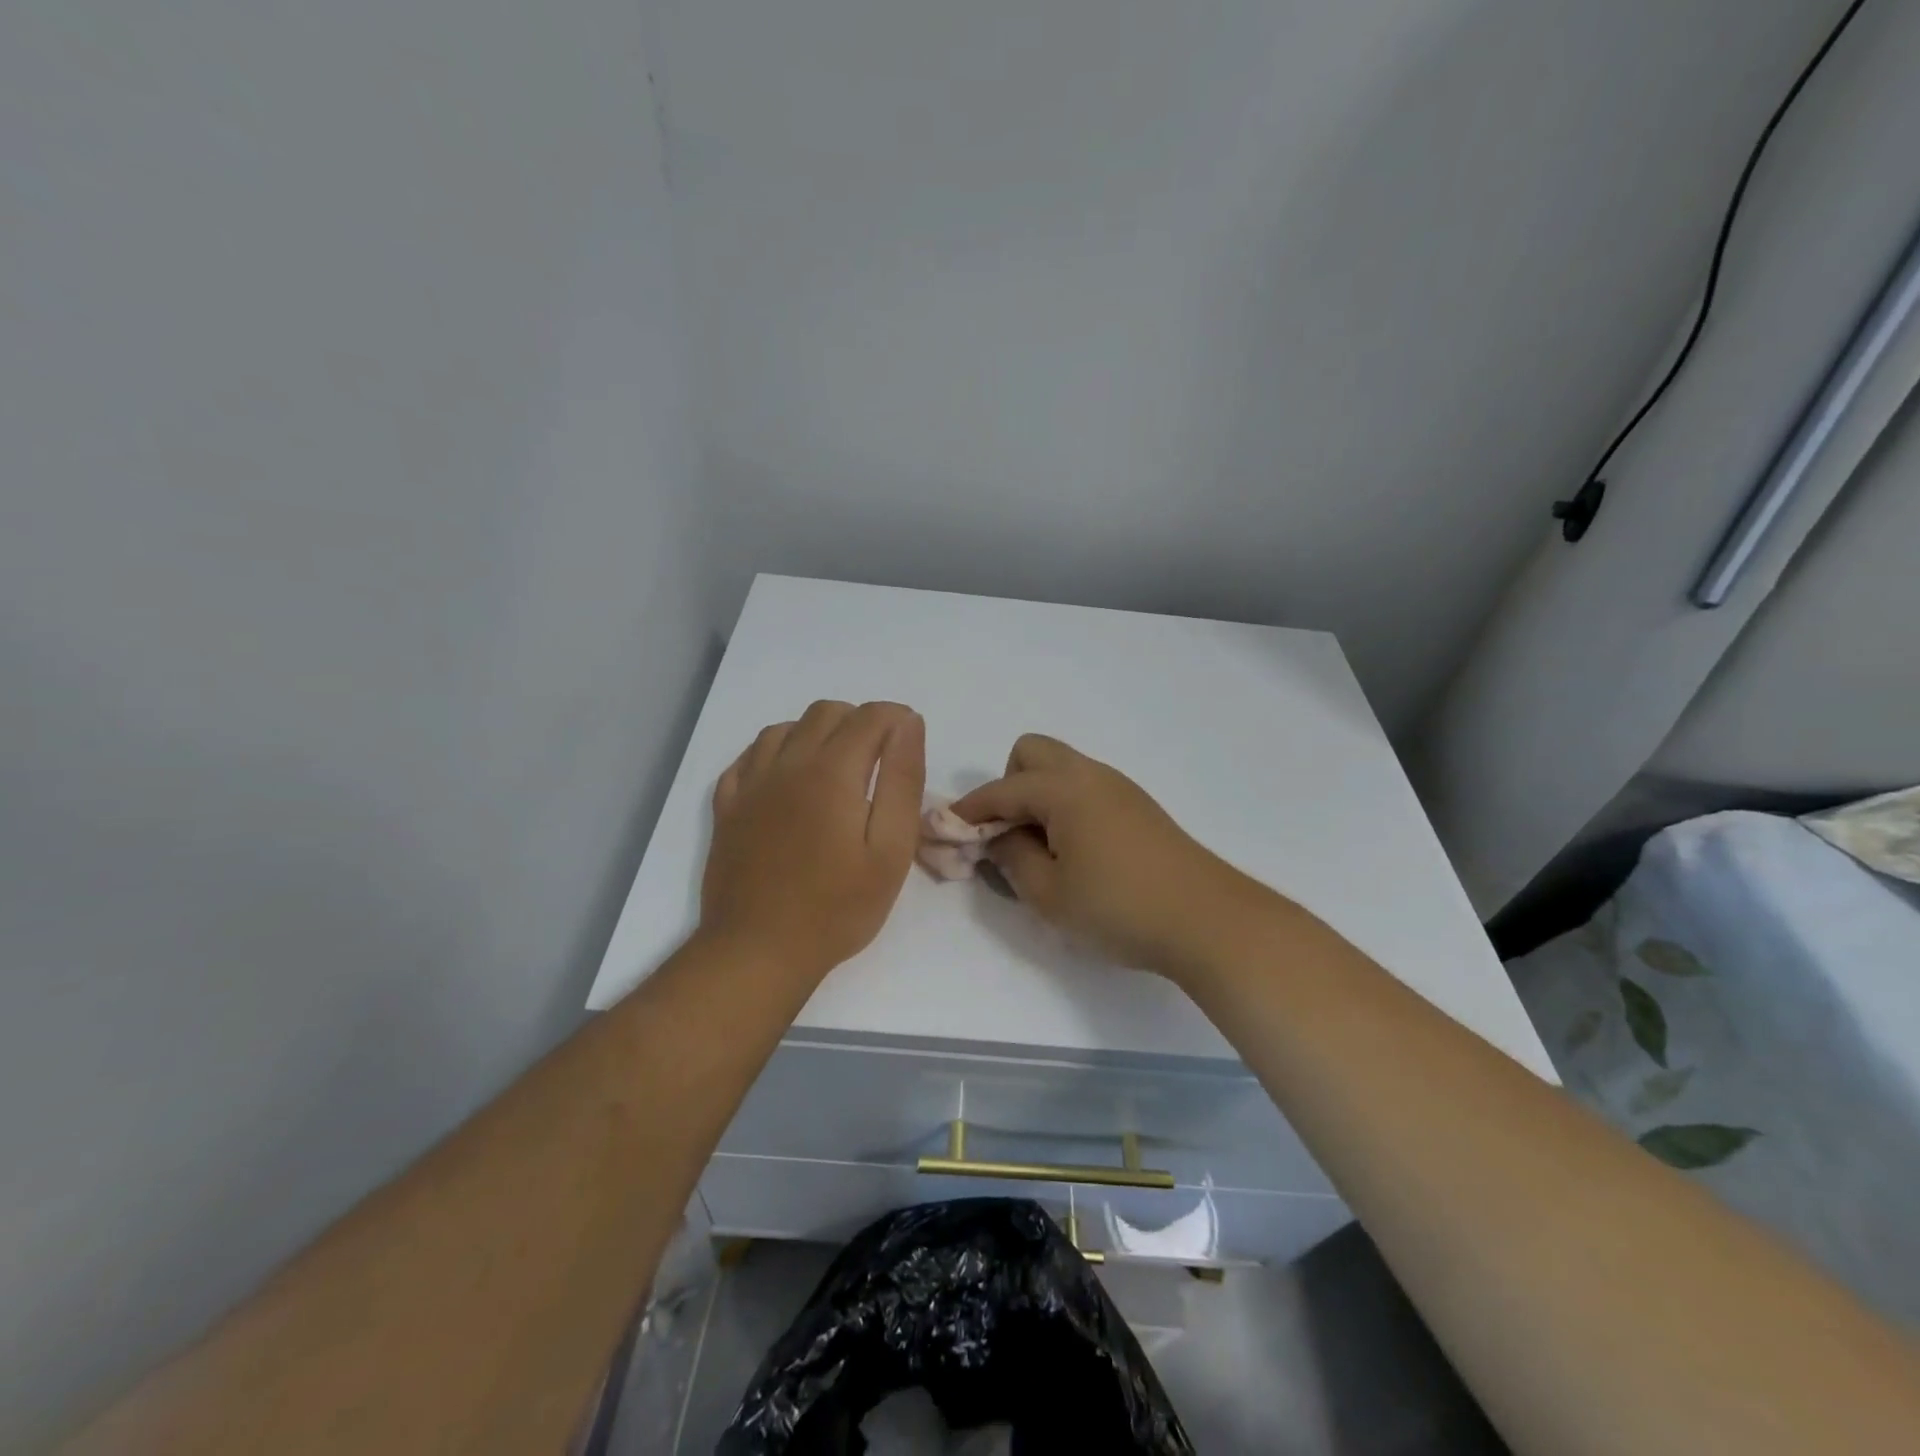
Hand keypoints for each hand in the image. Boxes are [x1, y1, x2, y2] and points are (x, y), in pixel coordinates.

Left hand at [700, 700, 924, 980]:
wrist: (758, 950)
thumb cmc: (837, 907)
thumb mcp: (890, 849)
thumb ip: (902, 780)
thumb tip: (908, 724)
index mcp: (831, 772)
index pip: (870, 717)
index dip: (897, 719)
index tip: (910, 743)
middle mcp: (787, 764)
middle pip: (826, 712)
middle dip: (859, 721)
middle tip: (878, 760)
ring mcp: (750, 784)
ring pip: (785, 727)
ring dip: (816, 733)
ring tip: (835, 769)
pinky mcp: (727, 807)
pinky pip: (749, 756)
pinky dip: (775, 752)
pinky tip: (788, 778)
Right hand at [951, 734, 1263, 976]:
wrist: (1209, 920)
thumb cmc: (1120, 908)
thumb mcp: (1049, 895)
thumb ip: (1012, 859)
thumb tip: (999, 838)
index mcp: (1063, 789)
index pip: (1000, 790)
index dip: (967, 812)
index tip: (945, 833)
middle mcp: (1090, 775)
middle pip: (1031, 753)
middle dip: (1008, 787)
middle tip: (1009, 836)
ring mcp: (1119, 788)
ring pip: (1061, 769)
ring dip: (1037, 797)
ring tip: (1040, 850)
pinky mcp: (1138, 807)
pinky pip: (1085, 788)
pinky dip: (1065, 807)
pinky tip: (1075, 852)